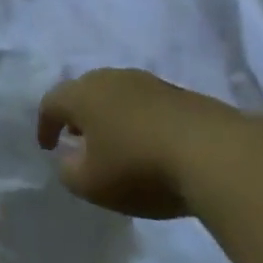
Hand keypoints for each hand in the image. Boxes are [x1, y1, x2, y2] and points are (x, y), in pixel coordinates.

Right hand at [38, 68, 262, 219]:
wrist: (217, 154)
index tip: (47, 147)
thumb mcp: (91, 184)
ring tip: (113, 143)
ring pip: (117, 95)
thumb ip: (68, 171)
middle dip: (77, 115)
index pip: (52, 102)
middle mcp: (112, 78)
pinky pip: (147, 104)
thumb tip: (69, 158)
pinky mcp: (182, 94)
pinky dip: (138, 120)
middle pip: (85, 91)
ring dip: (109, 116)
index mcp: (83, 94)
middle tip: (77, 139)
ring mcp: (150, 83)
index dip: (44, 125)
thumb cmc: (140, 168)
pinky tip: (148, 144)